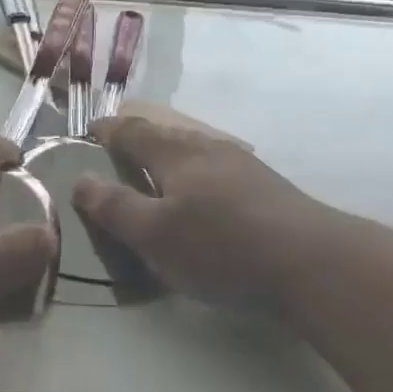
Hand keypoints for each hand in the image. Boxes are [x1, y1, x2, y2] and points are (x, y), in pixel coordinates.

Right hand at [73, 116, 340, 312]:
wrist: (312, 263)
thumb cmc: (221, 248)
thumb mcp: (156, 235)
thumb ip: (115, 208)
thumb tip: (80, 180)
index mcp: (177, 155)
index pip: (134, 133)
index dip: (110, 130)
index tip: (92, 128)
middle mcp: (209, 150)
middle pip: (167, 135)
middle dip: (141, 139)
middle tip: (120, 148)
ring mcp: (243, 166)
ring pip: (197, 150)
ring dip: (171, 154)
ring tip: (159, 169)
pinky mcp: (267, 188)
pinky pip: (218, 168)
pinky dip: (198, 172)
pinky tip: (207, 192)